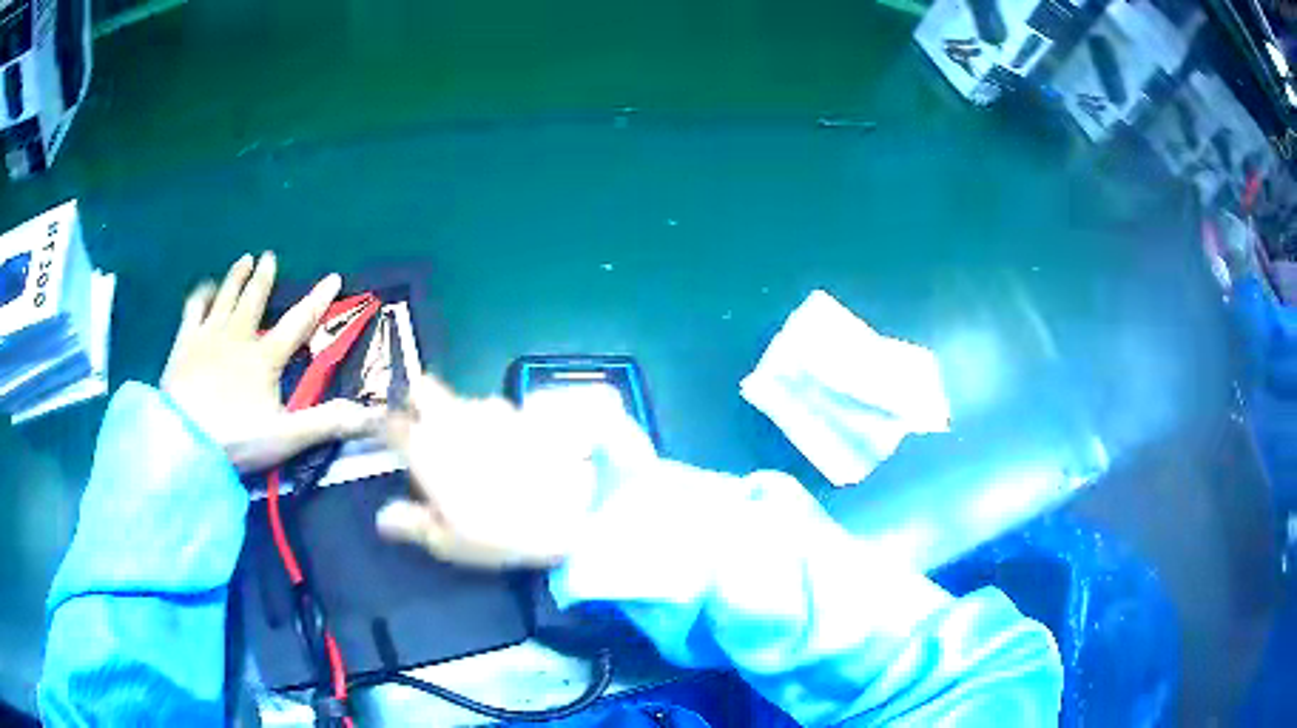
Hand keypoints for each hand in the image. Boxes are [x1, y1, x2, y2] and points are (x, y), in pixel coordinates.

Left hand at [162, 252, 380, 471]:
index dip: (318, 300)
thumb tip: (370, 414)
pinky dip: (201, 295)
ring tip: (244, 260)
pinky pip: (194, 309)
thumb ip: (327, 423)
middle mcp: (238, 336)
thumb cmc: (236, 438)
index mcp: (264, 357)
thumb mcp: (286, 436)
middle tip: (269, 256)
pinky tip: (204, 289)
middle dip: (264, 277)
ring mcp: (208, 335)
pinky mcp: (184, 342)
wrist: (185, 439)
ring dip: (236, 277)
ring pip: (225, 296)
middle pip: (254, 299)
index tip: (333, 277)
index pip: (298, 323)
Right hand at [376, 375, 603, 568]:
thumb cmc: (502, 533)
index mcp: (427, 446)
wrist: (576, 511)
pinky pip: (501, 411)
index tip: (386, 438)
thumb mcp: (450, 542)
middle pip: (424, 389)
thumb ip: (412, 524)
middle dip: (419, 403)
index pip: (390, 421)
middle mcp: (455, 416)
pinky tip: (514, 452)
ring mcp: (494, 409)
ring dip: (463, 419)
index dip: (384, 426)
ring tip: (480, 454)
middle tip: (428, 435)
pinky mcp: (527, 412)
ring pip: (465, 401)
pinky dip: (498, 426)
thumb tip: (383, 517)